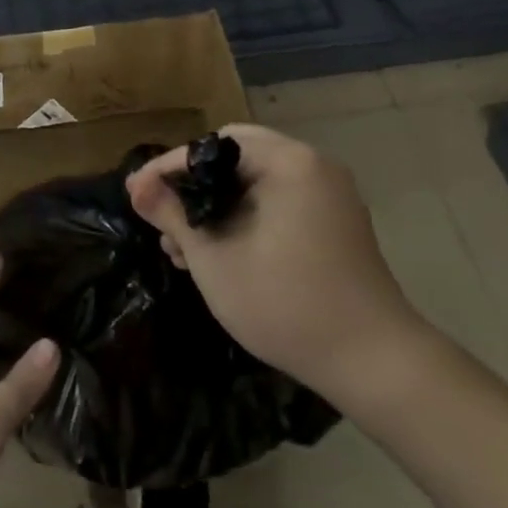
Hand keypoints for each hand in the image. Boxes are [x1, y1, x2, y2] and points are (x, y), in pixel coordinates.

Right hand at [126, 123, 435, 405]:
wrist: (373, 361)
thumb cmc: (285, 303)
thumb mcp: (215, 259)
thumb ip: (172, 215)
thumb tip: (137, 187)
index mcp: (288, 162)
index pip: (213, 146)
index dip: (167, 168)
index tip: (135, 193)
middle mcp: (313, 166)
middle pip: (236, 158)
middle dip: (193, 187)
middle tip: (161, 217)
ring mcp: (329, 194)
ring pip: (256, 183)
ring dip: (217, 205)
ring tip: (182, 247)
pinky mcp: (336, 222)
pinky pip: (279, 202)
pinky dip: (245, 218)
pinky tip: (220, 253)